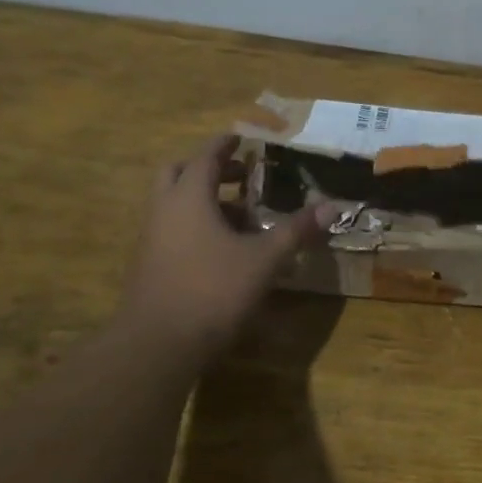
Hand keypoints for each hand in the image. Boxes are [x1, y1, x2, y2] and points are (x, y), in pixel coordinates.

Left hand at [119, 135, 332, 360]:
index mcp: (188, 197)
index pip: (206, 156)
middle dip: (210, 169)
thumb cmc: (213, 290)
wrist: (157, 343)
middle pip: (180, 172)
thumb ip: (295, 230)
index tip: (243, 139)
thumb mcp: (263, 260)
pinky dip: (195, 225)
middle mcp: (164, 209)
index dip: (226, 145)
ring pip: (174, 203)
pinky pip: (172, 229)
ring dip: (204, 200)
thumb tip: (333, 206)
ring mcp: (151, 238)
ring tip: (241, 216)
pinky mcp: (149, 264)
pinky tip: (223, 250)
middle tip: (242, 176)